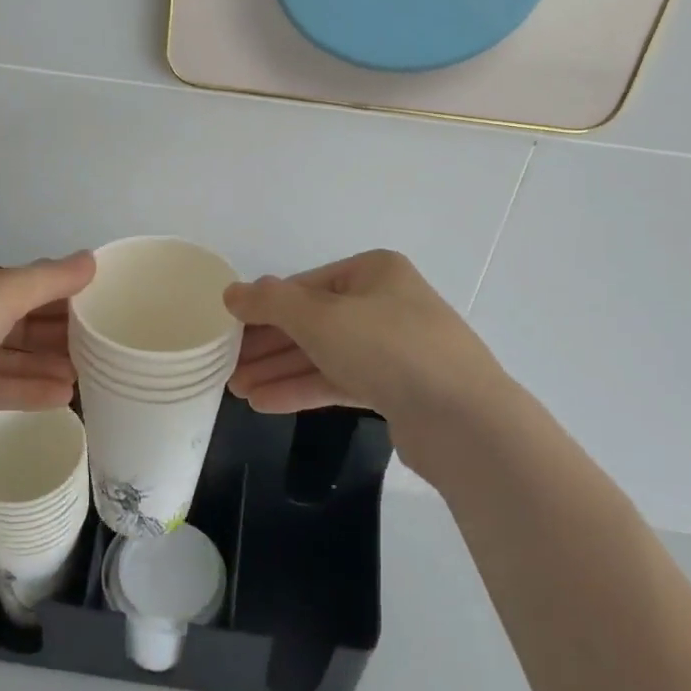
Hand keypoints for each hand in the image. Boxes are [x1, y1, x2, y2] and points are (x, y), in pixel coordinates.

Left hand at [0, 252, 94, 473]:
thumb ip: (48, 279)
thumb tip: (90, 260)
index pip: (15, 281)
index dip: (56, 293)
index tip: (94, 308)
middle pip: (10, 318)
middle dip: (52, 333)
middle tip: (97, 347)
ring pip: (0, 355)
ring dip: (41, 364)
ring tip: (84, 377)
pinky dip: (21, 389)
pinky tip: (60, 397)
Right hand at [225, 250, 514, 483]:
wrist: (463, 419)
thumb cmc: (388, 348)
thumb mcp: (320, 316)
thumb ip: (271, 303)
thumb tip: (232, 292)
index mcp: (374, 272)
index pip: (305, 286)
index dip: (264, 308)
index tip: (229, 331)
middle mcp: (385, 303)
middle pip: (313, 321)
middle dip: (268, 345)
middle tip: (227, 367)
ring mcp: (394, 348)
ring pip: (324, 354)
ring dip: (281, 371)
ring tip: (237, 390)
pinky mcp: (397, 388)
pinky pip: (340, 381)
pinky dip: (305, 389)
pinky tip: (266, 403)